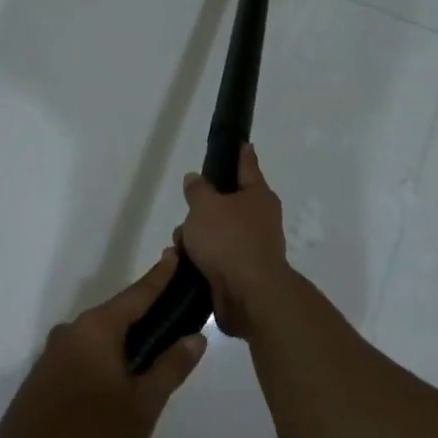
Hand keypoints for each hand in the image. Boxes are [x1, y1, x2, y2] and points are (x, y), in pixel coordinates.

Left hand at [0, 250, 205, 437]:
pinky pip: (84, 354)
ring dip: (124, 339)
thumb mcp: (143, 404)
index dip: (159, 276)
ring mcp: (53, 353)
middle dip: (144, 312)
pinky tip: (117, 377)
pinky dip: (105, 356)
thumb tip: (196, 337)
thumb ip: (171, 367)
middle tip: (174, 313)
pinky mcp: (44, 376)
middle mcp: (72, 330)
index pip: (137, 293)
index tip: (175, 252)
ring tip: (152, 350)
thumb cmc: (91, 433)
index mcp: (97, 328)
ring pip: (99, 336)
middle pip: (117, 313)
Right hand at [178, 144, 288, 337]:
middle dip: (203, 208)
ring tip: (178, 245)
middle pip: (227, 204)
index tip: (242, 143)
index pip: (248, 166)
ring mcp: (253, 247)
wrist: (248, 294)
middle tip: (186, 211)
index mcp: (258, 196)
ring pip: (218, 233)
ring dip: (197, 237)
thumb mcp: (205, 206)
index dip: (241, 154)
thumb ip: (198, 189)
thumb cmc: (229, 239)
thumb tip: (196, 179)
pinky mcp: (242, 273)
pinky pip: (216, 258)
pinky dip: (200, 258)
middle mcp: (260, 219)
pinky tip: (183, 263)